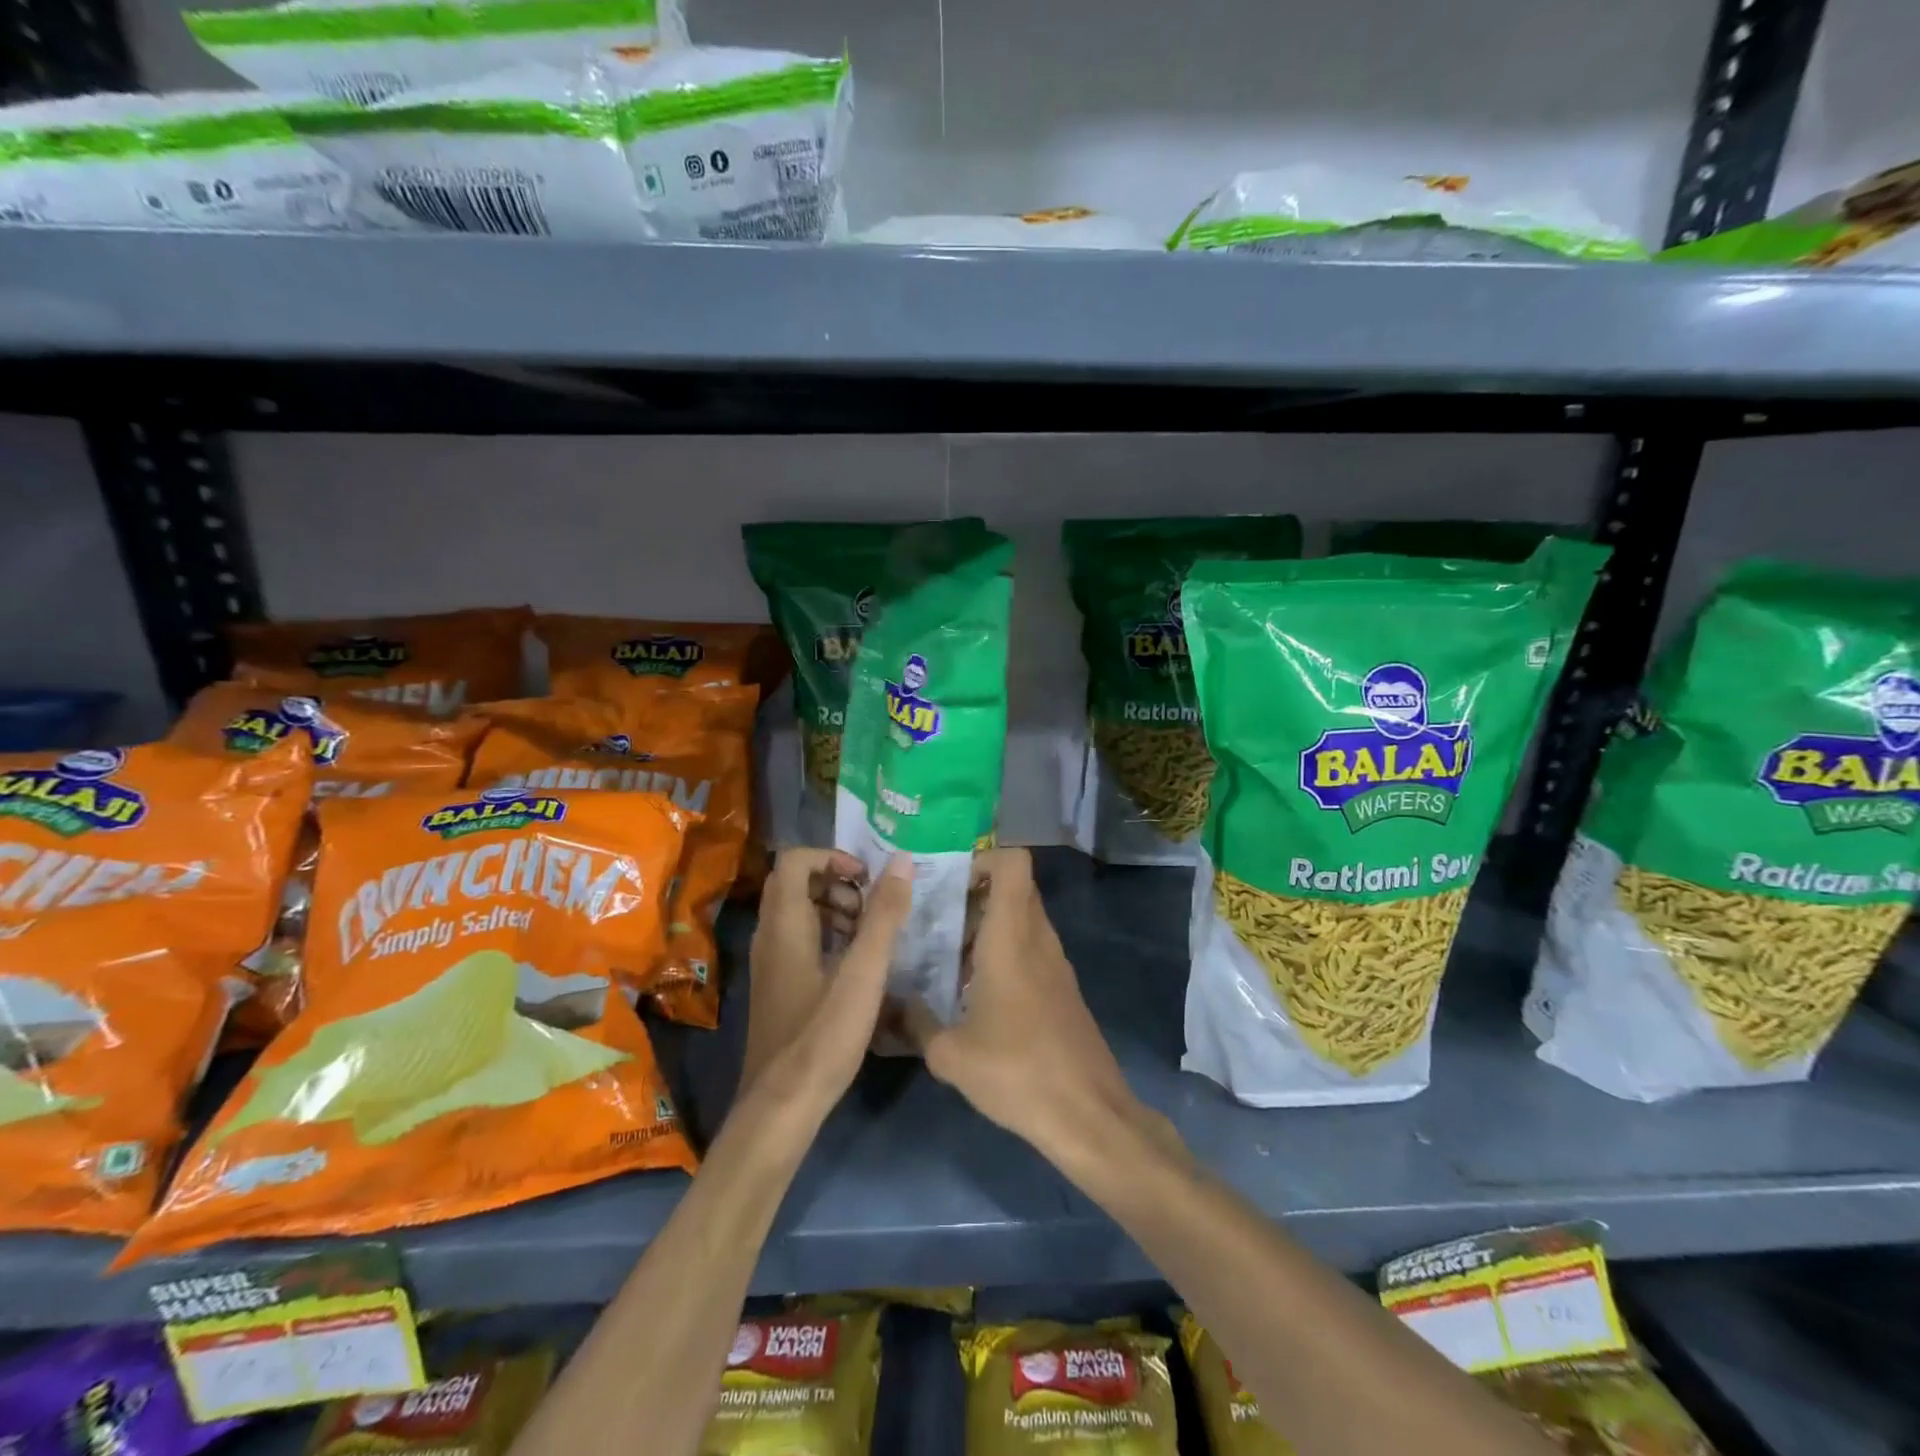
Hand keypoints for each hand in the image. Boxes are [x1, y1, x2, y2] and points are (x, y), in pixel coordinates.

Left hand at [742, 849, 910, 1112]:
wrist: (782, 1106)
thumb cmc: (824, 1034)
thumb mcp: (864, 972)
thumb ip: (884, 915)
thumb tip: (902, 861)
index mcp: (784, 924)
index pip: (795, 860)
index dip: (832, 857)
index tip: (867, 878)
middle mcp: (769, 936)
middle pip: (795, 883)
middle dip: (837, 883)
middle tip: (871, 908)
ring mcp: (770, 963)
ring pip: (798, 913)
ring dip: (835, 909)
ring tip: (869, 936)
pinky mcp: (777, 986)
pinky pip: (799, 940)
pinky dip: (828, 936)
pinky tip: (855, 966)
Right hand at [906, 849, 1151, 1163]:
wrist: (1087, 1114)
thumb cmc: (1017, 1072)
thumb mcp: (950, 1054)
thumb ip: (917, 1022)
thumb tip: (897, 1004)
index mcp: (1012, 937)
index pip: (1013, 863)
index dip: (983, 857)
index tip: (948, 881)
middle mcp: (1038, 939)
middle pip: (1014, 888)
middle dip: (975, 892)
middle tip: (936, 917)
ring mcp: (1055, 963)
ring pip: (1022, 919)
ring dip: (987, 925)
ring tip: (946, 956)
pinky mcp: (1062, 988)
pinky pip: (1030, 948)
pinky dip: (1003, 952)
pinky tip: (974, 992)